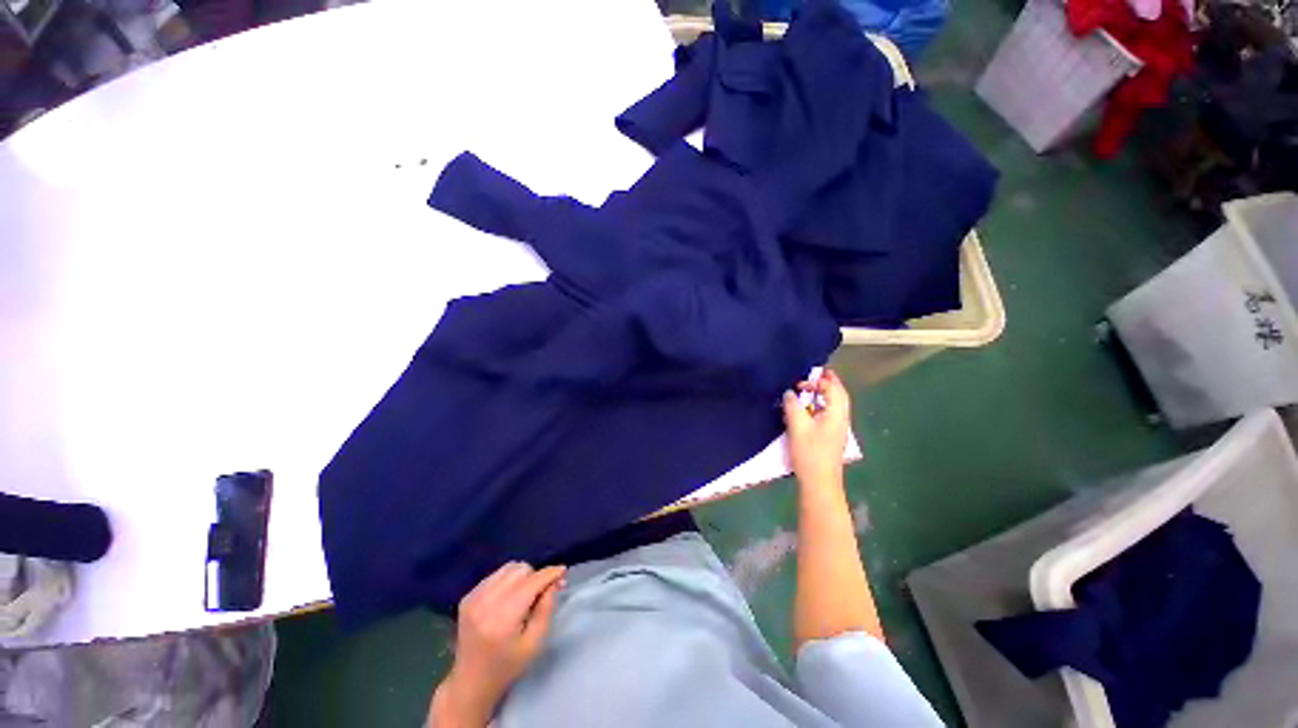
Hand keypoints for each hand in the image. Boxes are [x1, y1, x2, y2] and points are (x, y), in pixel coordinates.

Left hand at [431, 562, 565, 726]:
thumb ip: (546, 608)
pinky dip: (507, 580)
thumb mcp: (535, 643)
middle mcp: (485, 602)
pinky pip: (495, 575)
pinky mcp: (467, 597)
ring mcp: (473, 598)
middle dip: (535, 576)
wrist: (470, 682)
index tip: (563, 572)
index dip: (550, 574)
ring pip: (508, 568)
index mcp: (503, 618)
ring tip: (525, 594)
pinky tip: (508, 597)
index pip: (531, 582)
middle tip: (542, 592)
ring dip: (521, 576)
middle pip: (520, 569)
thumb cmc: (507, 667)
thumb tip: (554, 581)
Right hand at [783, 369, 850, 489]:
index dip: (818, 381)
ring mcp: (838, 429)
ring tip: (813, 388)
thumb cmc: (809, 453)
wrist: (820, 482)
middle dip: (829, 382)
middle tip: (818, 373)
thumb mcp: (797, 426)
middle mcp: (841, 419)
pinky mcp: (832, 437)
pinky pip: (831, 413)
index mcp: (836, 414)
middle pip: (840, 395)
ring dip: (827, 393)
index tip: (799, 384)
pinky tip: (811, 409)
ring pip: (837, 404)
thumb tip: (789, 393)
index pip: (833, 389)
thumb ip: (793, 406)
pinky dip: (824, 404)